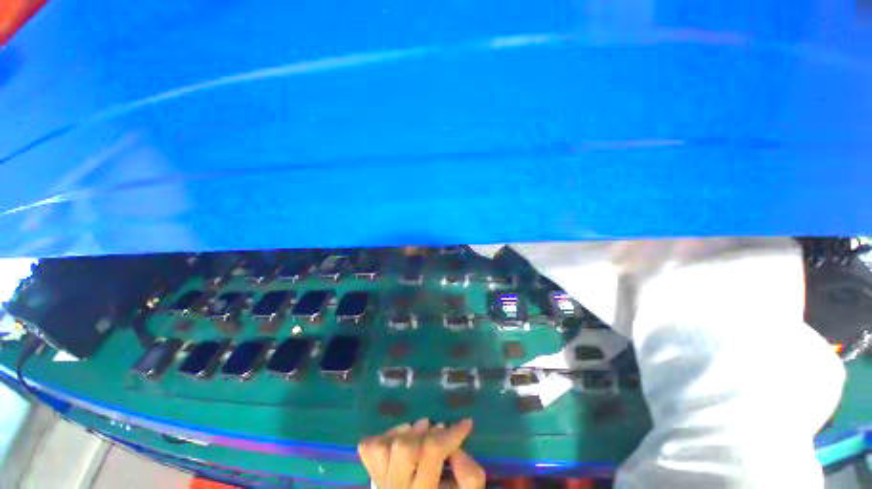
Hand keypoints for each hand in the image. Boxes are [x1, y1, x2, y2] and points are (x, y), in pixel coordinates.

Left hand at [358, 418, 484, 488]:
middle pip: (404, 448)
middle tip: (439, 428)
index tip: (467, 423)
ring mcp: (381, 481)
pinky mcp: (372, 475)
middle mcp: (397, 487)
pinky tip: (399, 438)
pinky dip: (384, 437)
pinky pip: (369, 449)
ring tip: (419, 429)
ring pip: (382, 447)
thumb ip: (470, 478)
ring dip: (403, 432)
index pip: (433, 452)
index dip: (452, 433)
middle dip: (425, 433)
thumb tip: (458, 450)